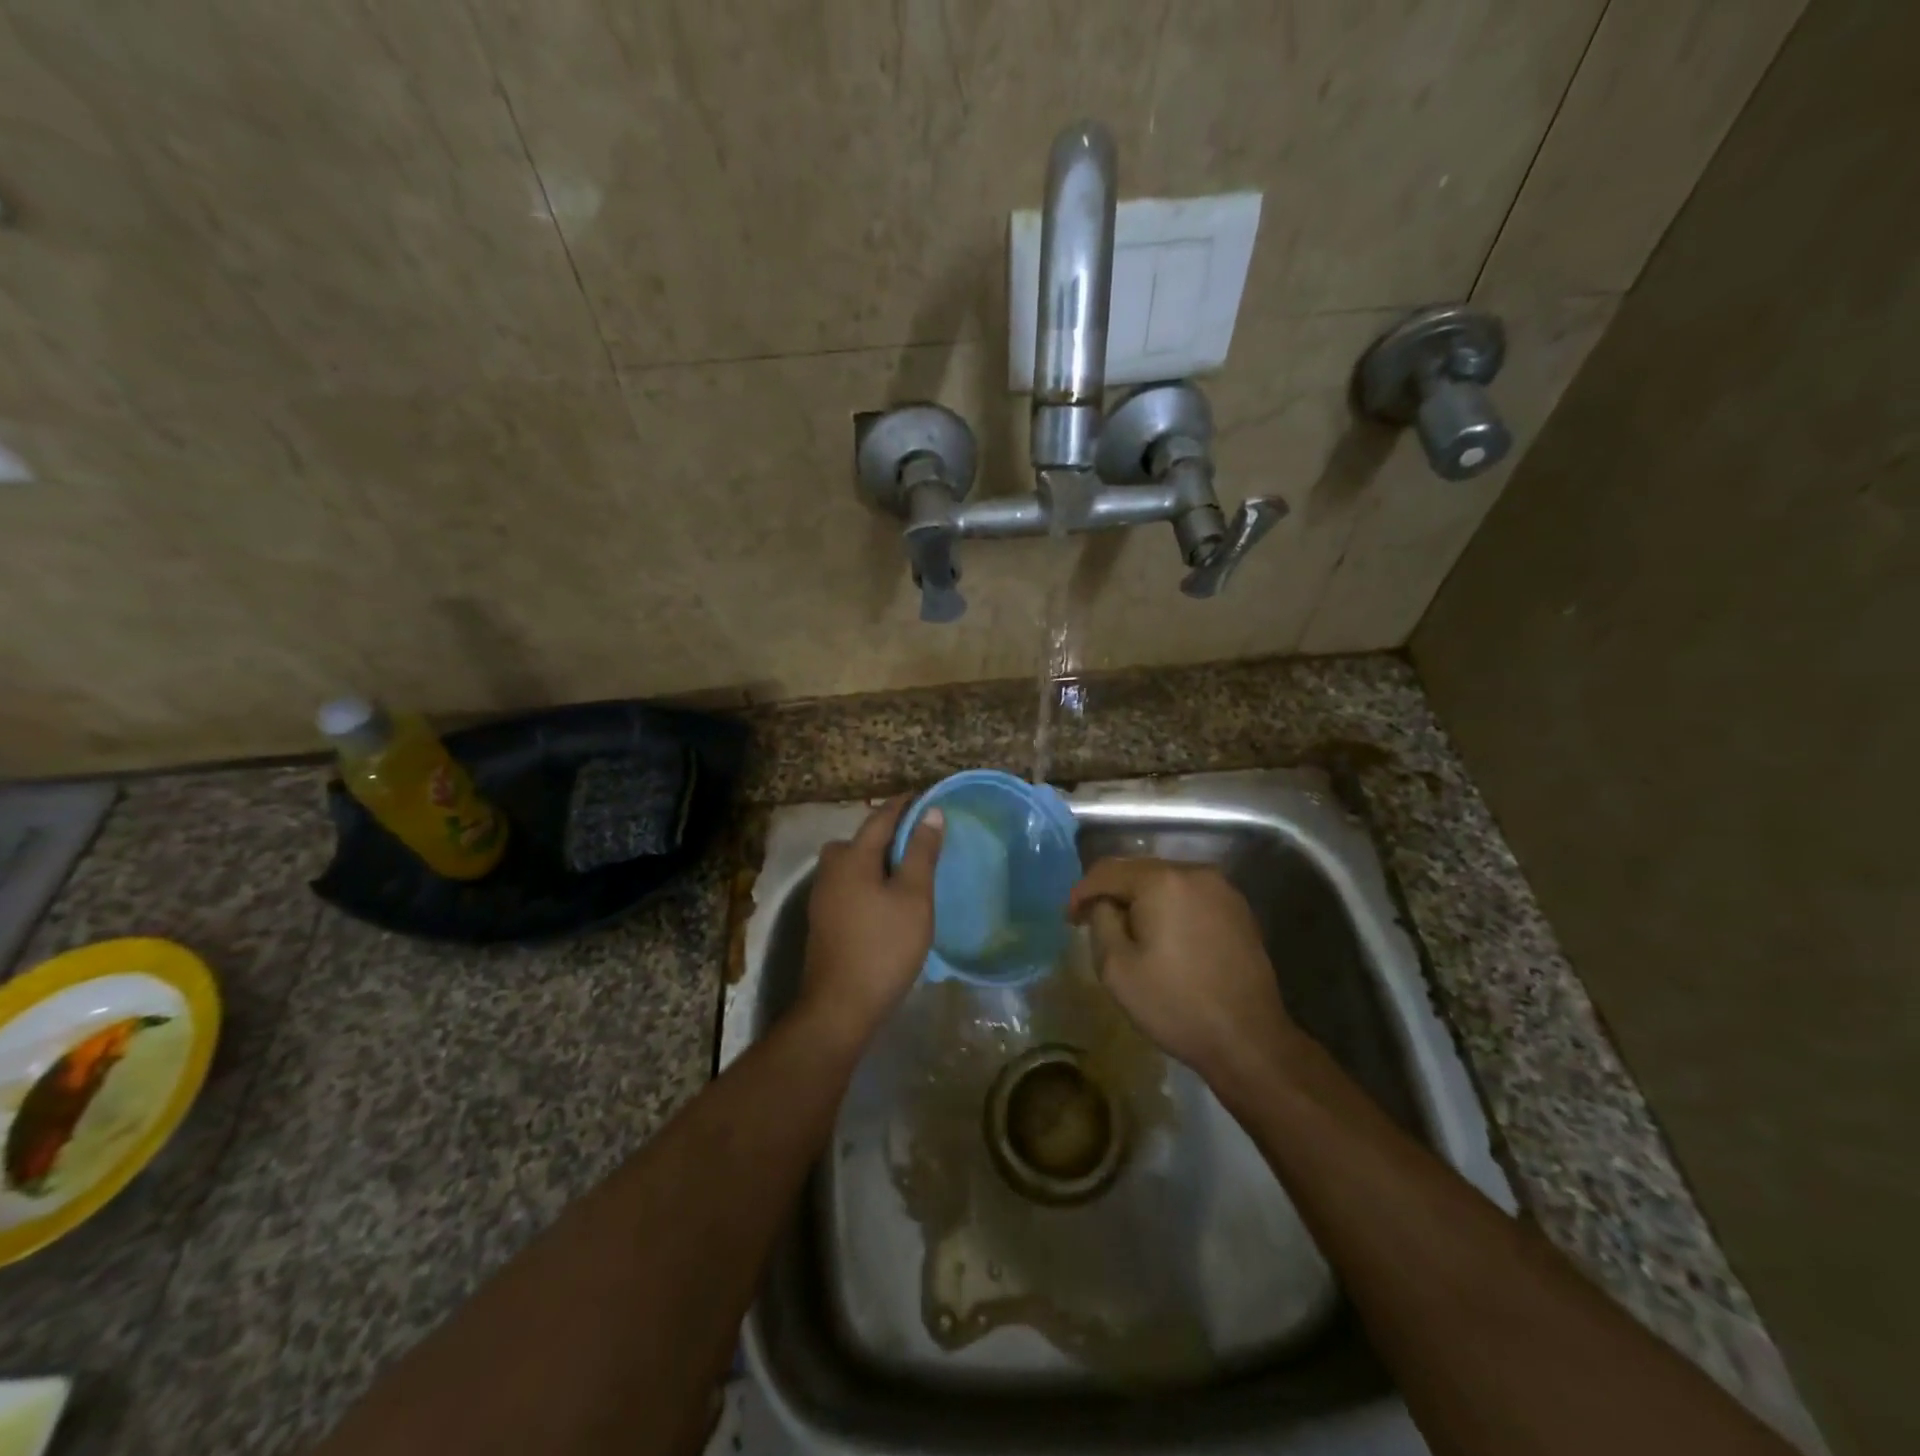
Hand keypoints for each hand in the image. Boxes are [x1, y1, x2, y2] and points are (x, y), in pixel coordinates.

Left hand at [798, 796, 943, 1046]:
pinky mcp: (824, 917)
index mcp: (852, 856)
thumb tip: (930, 812)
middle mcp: (831, 868)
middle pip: (862, 838)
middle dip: (890, 832)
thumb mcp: (913, 897)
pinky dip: (870, 879)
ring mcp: (823, 894)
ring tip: (910, 868)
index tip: (928, 797)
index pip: (881, 817)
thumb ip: (921, 852)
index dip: (905, 804)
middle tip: (922, 837)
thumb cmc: (883, 946)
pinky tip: (889, 897)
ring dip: (879, 858)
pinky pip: (850, 883)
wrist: (840, 1005)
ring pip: (854, 862)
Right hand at [1068, 858, 1296, 1092]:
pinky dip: (1169, 906)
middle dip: (1111, 892)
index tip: (1069, 918)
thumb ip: (1100, 921)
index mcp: (1161, 881)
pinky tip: (1163, 933)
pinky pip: (1190, 895)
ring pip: (1166, 881)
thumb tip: (1103, 903)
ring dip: (1141, 898)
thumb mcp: (1116, 968)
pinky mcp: (1239, 909)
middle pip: (1138, 870)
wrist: (1248, 1039)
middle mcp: (1194, 872)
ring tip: (1126, 928)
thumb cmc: (1175, 1004)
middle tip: (1090, 920)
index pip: (1107, 871)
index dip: (1082, 891)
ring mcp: (1221, 889)